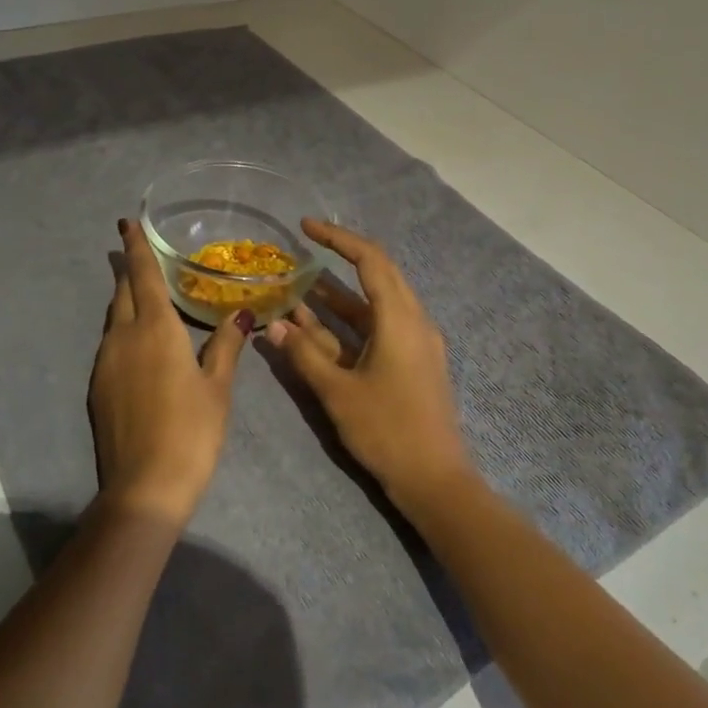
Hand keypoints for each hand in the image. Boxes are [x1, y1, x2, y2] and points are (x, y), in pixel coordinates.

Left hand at [88, 219, 248, 529]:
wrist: (144, 486)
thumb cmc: (191, 432)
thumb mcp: (217, 388)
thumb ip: (227, 346)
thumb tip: (242, 314)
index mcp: (156, 329)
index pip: (143, 276)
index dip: (136, 248)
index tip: (127, 224)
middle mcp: (123, 337)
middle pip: (123, 292)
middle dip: (130, 270)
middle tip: (138, 253)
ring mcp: (105, 362)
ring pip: (114, 317)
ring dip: (126, 299)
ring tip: (143, 294)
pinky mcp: (98, 386)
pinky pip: (110, 343)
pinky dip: (123, 329)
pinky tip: (138, 342)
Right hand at [264, 219, 474, 516]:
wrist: (435, 480)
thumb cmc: (387, 431)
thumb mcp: (338, 392)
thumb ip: (304, 354)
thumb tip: (272, 325)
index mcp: (400, 319)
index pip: (370, 260)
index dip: (337, 239)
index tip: (306, 227)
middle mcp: (414, 321)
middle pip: (378, 275)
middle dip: (340, 260)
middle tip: (302, 252)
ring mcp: (416, 342)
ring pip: (375, 304)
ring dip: (339, 296)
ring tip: (299, 287)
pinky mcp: (414, 361)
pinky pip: (379, 327)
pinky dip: (350, 322)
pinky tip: (319, 327)